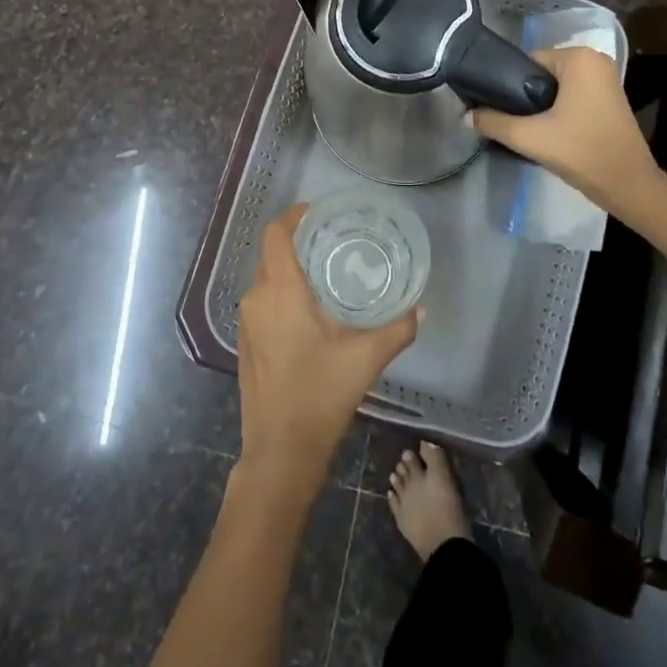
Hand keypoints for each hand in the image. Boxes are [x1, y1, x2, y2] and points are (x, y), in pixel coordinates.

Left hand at [237, 206, 419, 487]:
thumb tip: (420, 309)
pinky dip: (283, 293)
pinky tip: (310, 311)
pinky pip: (263, 301)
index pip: (276, 234)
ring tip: (326, 273)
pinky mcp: (246, 342)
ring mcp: (246, 322)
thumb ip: (397, 329)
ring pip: (267, 278)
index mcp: (280, 291)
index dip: (294, 216)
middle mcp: (257, 298)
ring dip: (291, 269)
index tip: (321, 213)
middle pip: (272, 253)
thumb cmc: (320, 396)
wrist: (279, 452)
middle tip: (333, 241)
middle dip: (299, 241)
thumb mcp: (365, 359)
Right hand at [470, 45, 655, 208]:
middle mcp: (595, 59)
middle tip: (514, 123)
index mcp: (579, 57)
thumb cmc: (582, 152)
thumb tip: (466, 116)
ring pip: (556, 86)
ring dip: (541, 104)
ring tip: (528, 129)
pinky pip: (572, 94)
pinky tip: (549, 131)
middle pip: (541, 73)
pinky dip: (558, 109)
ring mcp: (606, 78)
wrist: (628, 185)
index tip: (500, 110)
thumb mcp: (530, 137)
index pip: (528, 62)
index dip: (510, 85)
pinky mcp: (609, 97)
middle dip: (526, 96)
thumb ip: (494, 122)